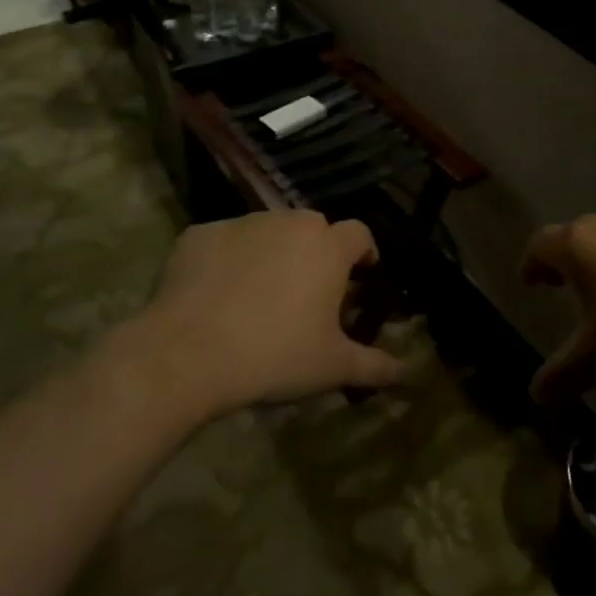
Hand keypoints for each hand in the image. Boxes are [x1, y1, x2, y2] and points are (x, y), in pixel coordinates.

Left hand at [139, 211, 407, 415]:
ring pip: (268, 231)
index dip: (363, 253)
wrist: (187, 352)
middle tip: (308, 293)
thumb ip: (376, 365)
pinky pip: (225, 241)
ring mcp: (242, 223)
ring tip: (260, 295)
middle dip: (317, 253)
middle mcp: (288, 222)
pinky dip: (228, 259)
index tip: (359, 279)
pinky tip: (217, 294)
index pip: (359, 233)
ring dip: (273, 253)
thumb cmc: (274, 355)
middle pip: (314, 228)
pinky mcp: (200, 234)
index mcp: (327, 247)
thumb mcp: (332, 367)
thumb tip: (408, 372)